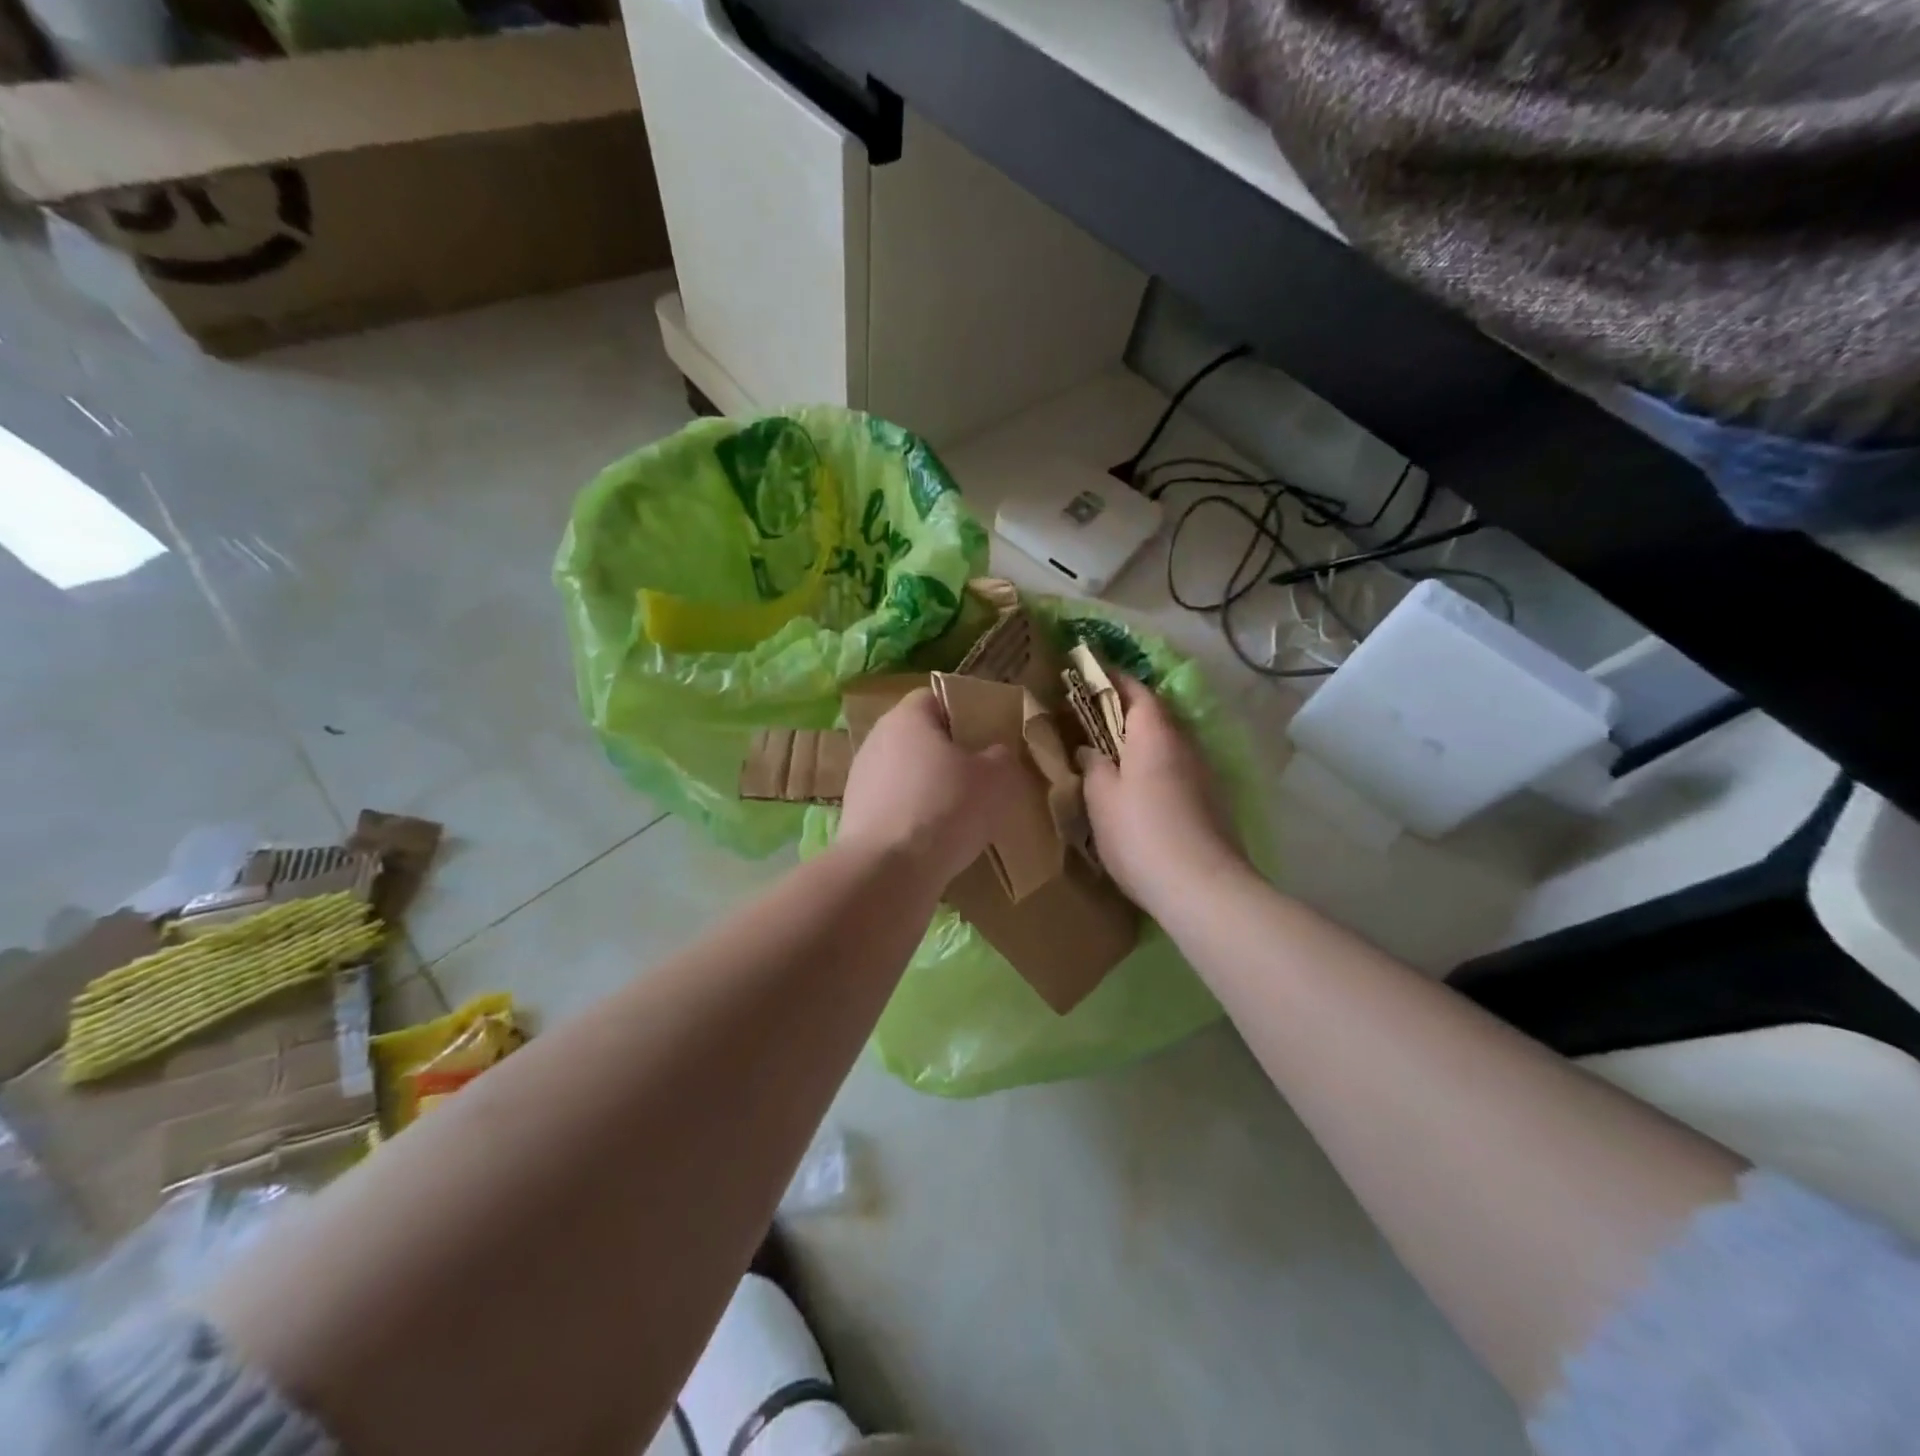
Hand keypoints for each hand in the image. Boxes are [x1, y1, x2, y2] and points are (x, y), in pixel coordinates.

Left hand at [838, 688, 1020, 889]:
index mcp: (907, 717)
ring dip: (931, 787)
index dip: (966, 711)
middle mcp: (876, 740)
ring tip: (962, 812)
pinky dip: (915, 816)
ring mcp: (860, 779)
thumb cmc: (944, 808)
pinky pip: (895, 806)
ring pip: (907, 774)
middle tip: (982, 774)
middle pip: (920, 737)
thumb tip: (996, 754)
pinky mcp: (855, 817)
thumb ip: (1002, 756)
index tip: (989, 734)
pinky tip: (936, 838)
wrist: (886, 872)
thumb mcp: (996, 778)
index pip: (936, 697)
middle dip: (950, 753)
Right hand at [1079, 675, 1247, 913]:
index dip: (1114, 680)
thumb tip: (1091, 749)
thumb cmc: (1140, 834)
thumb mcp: (1101, 798)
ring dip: (1144, 743)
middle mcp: (1186, 745)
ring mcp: (1205, 774)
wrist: (1202, 888)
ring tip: (1115, 756)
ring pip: (1170, 745)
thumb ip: (1093, 765)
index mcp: (1155, 734)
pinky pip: (1179, 770)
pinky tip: (1142, 792)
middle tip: (1096, 718)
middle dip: (1128, 712)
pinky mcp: (1213, 802)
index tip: (1091, 674)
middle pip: (1157, 716)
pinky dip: (1158, 769)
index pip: (1137, 691)